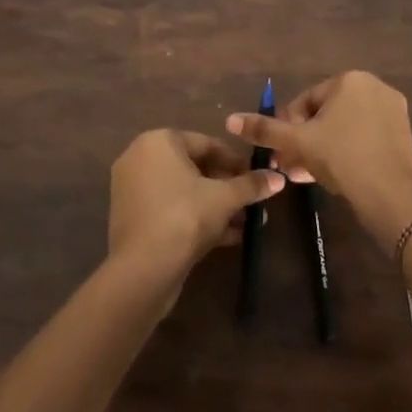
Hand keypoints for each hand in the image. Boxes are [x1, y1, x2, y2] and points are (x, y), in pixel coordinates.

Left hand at [108, 129, 285, 288]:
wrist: (143, 270)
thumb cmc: (185, 218)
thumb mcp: (225, 199)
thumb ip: (251, 185)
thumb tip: (279, 178)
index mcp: (159, 141)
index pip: (207, 143)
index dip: (236, 161)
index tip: (258, 176)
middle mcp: (141, 158)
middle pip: (195, 168)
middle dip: (227, 187)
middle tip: (252, 201)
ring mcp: (133, 189)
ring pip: (184, 192)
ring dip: (215, 206)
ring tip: (245, 223)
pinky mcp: (133, 218)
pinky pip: (171, 209)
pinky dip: (196, 218)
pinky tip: (227, 237)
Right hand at [225, 71, 411, 251]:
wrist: (390, 197)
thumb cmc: (341, 158)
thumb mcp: (298, 142)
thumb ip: (265, 129)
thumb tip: (231, 120)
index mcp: (350, 80)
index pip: (306, 101)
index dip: (288, 127)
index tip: (280, 152)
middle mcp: (375, 87)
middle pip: (327, 114)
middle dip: (305, 140)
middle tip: (290, 166)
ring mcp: (393, 111)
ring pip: (345, 128)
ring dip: (323, 148)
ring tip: (306, 175)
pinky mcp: (404, 135)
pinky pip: (365, 137)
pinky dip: (347, 152)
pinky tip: (334, 177)